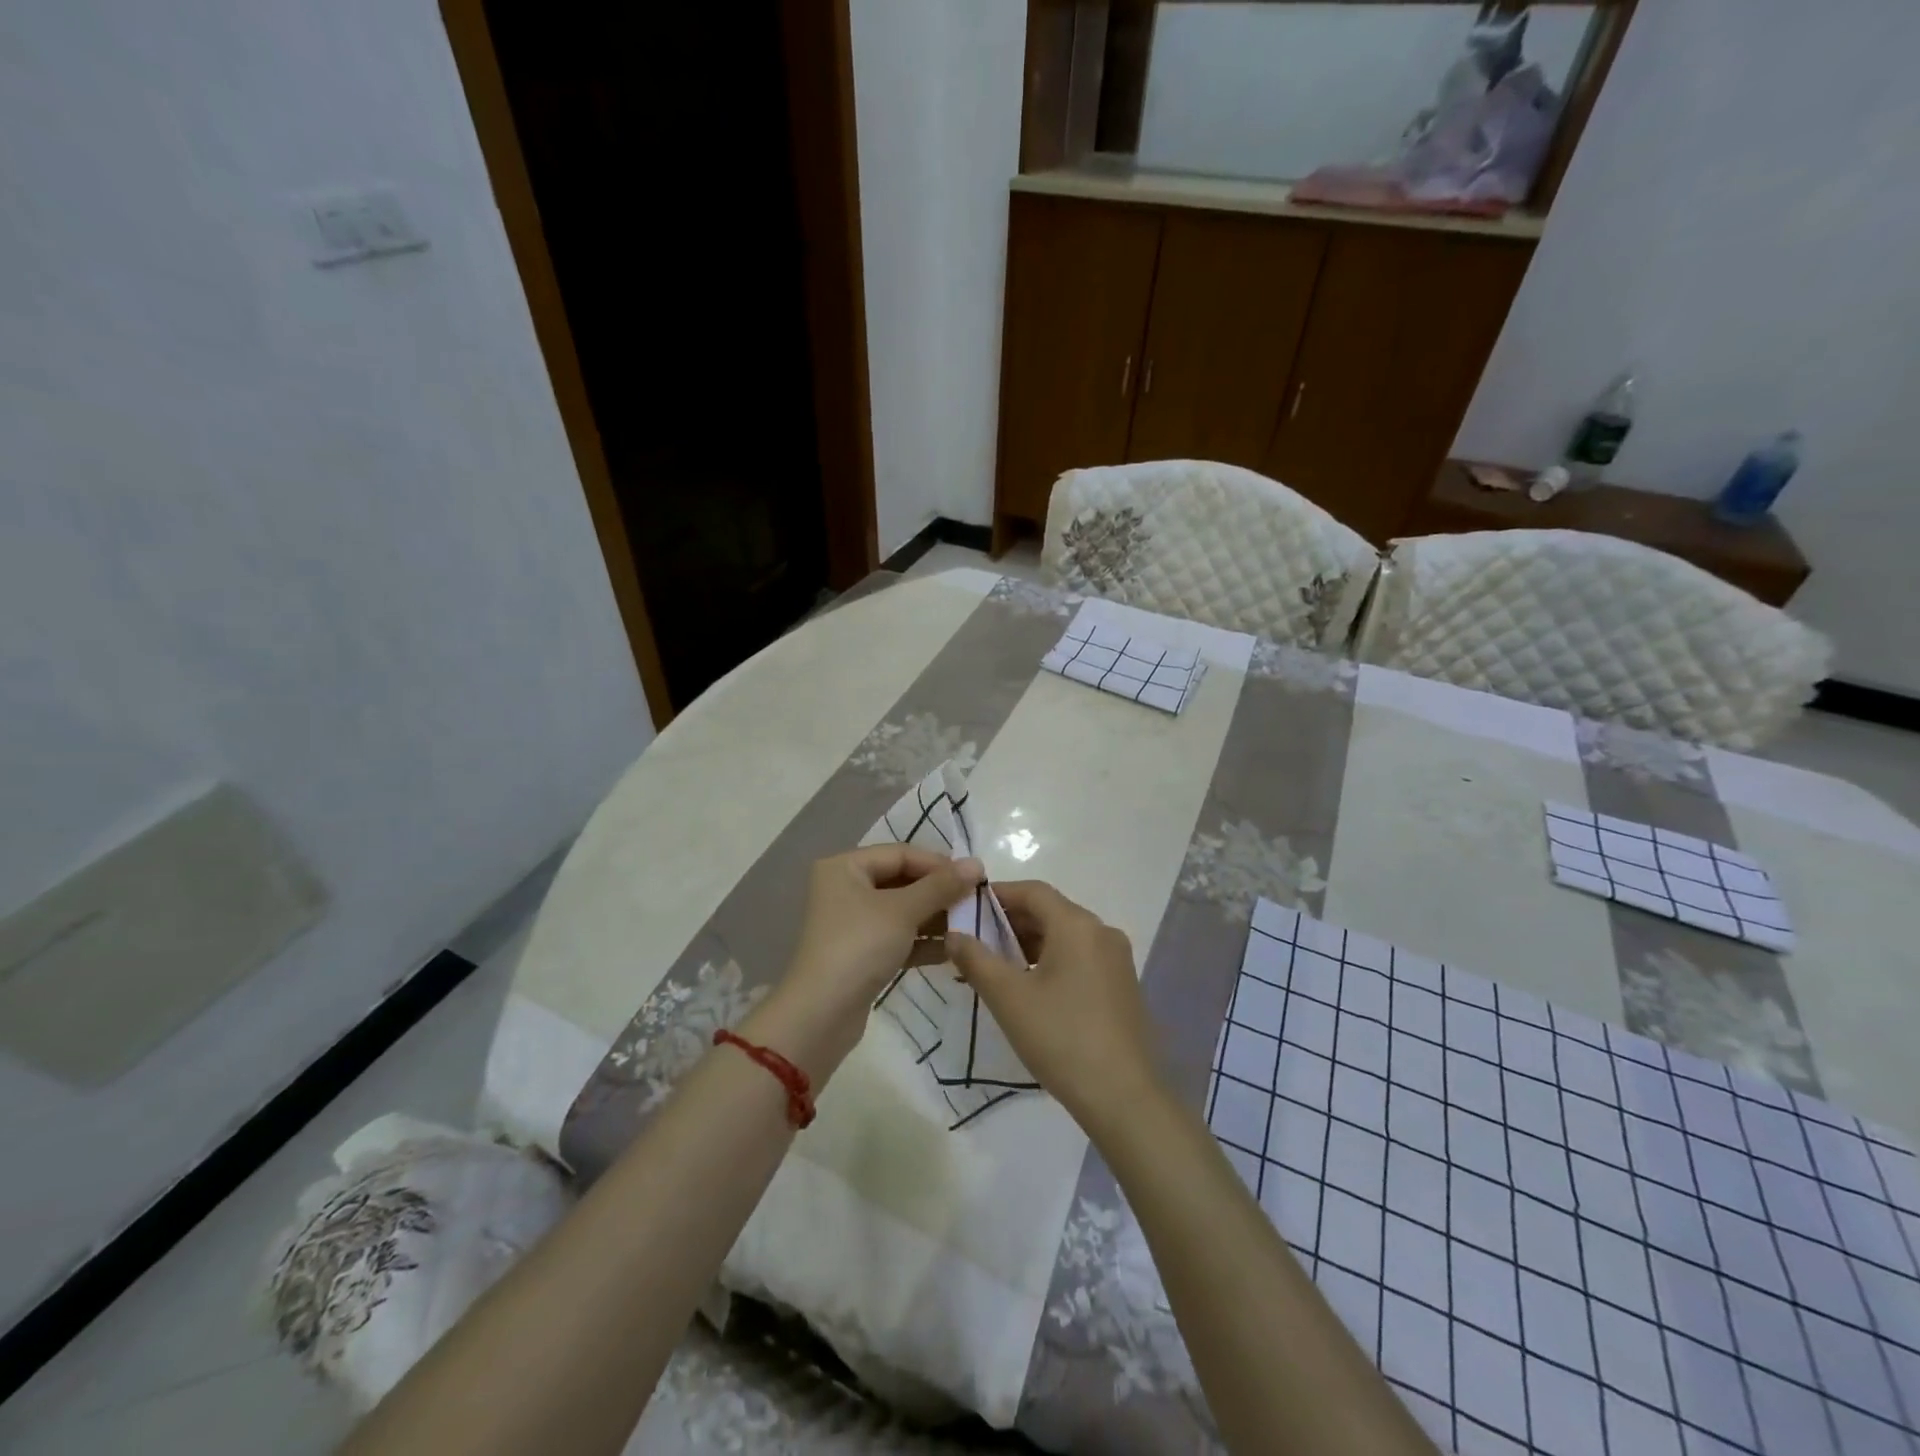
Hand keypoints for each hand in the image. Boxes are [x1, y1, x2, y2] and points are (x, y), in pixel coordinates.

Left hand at [748, 846, 983, 1081]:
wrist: (821, 1014)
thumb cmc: (859, 946)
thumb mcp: (903, 911)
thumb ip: (941, 886)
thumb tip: (976, 863)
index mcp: (845, 867)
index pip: (901, 854)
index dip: (938, 864)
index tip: (975, 878)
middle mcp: (845, 889)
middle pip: (902, 880)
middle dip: (939, 892)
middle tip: (975, 902)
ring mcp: (852, 923)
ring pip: (902, 911)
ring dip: (934, 918)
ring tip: (970, 926)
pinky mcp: (861, 954)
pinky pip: (898, 937)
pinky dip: (922, 942)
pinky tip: (952, 951)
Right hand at [948, 881, 1162, 1131]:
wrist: (1124, 1097)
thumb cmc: (1061, 1038)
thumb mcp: (1009, 998)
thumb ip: (976, 958)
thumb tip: (954, 934)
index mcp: (1077, 925)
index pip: (1032, 891)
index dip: (998, 895)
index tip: (967, 910)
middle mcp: (1102, 932)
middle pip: (1050, 911)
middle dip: (1010, 922)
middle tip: (974, 942)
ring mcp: (1116, 959)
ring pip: (1065, 936)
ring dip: (1028, 944)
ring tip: (995, 967)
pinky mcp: (1122, 985)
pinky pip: (1079, 957)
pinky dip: (1051, 961)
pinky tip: (1029, 987)